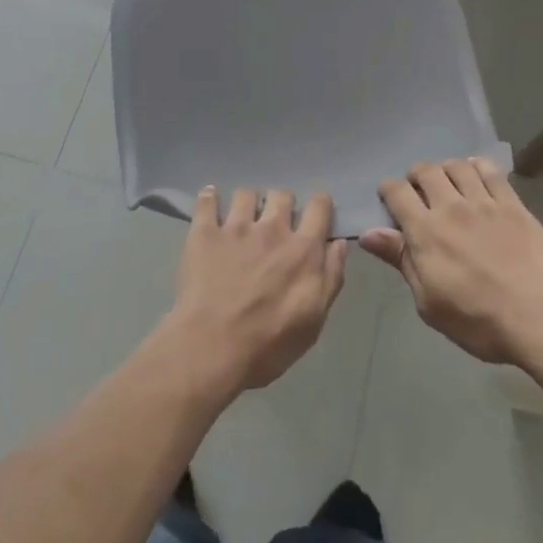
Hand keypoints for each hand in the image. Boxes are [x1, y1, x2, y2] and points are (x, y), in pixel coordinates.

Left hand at [165, 188, 348, 395]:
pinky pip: (207, 200)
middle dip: (282, 205)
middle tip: (276, 223)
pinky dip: (210, 198)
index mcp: (303, 249)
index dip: (320, 205)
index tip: (316, 214)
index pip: (319, 206)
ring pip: (246, 194)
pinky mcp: (205, 232)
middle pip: (282, 195)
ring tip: (242, 219)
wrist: (213, 348)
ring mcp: (236, 227)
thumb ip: (331, 277)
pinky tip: (210, 201)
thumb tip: (338, 243)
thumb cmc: (270, 343)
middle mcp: (272, 228)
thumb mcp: (314, 320)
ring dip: (248, 203)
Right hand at [363, 158, 542, 367]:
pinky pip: (491, 172)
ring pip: (458, 166)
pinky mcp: (513, 205)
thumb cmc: (478, 320)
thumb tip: (368, 233)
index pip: (397, 192)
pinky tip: (475, 172)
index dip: (388, 189)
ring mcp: (485, 203)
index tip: (388, 198)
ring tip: (447, 181)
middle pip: (426, 171)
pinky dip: (477, 165)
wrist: (540, 319)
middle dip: (415, 175)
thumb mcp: (429, 301)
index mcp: (426, 232)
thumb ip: (401, 260)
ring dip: (445, 168)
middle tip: (418, 190)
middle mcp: (452, 208)